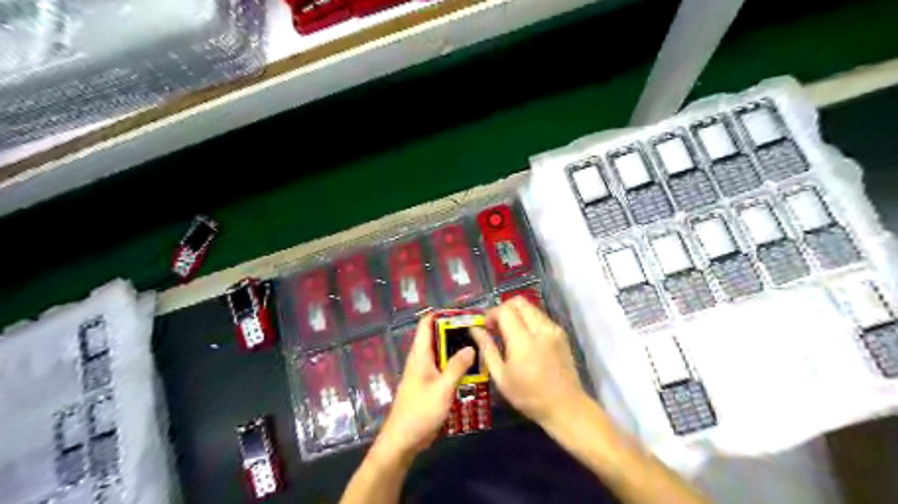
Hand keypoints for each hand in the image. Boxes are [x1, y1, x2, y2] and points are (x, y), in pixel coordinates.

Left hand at [372, 313, 472, 461]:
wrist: (403, 440)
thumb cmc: (420, 412)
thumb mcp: (442, 388)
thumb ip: (456, 367)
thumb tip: (471, 347)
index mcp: (420, 355)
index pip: (426, 324)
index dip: (441, 314)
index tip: (462, 313)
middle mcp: (421, 360)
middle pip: (437, 338)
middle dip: (455, 332)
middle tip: (479, 331)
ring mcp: (425, 373)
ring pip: (442, 354)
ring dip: (458, 350)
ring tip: (480, 348)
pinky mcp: (430, 386)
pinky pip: (444, 369)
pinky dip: (457, 366)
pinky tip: (473, 371)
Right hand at [470, 298, 590, 431]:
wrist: (566, 406)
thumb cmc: (529, 396)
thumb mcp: (501, 377)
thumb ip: (487, 349)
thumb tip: (474, 330)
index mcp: (523, 341)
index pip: (505, 311)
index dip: (491, 314)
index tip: (486, 327)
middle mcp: (540, 329)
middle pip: (519, 302)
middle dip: (504, 309)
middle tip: (496, 326)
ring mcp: (554, 330)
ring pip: (531, 307)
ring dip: (517, 313)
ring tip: (510, 332)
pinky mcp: (561, 334)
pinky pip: (541, 316)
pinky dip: (529, 319)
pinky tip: (525, 338)